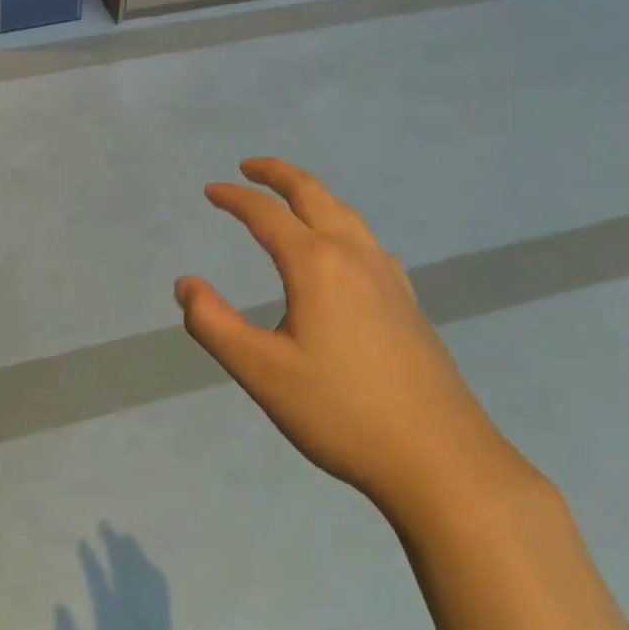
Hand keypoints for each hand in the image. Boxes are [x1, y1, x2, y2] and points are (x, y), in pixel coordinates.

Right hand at [55, 524, 205, 629]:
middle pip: (121, 565)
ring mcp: (149, 612)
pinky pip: (159, 587)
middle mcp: (130, 606)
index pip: (97, 578)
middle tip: (104, 523)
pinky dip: (152, 571)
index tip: (82, 541)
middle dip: (112, 542)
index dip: (89, 559)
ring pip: (141, 571)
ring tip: (126, 537)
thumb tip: (58, 606)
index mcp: (110, 616)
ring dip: (133, 551)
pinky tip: (150, 566)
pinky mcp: (164, 621)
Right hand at [174, 159, 519, 516]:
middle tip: (249, 166)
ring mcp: (388, 278)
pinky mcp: (408, 302)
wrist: (443, 462)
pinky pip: (367, 241)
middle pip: (313, 194)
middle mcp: (353, 256)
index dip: (235, 198)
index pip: (266, 214)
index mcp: (316, 265)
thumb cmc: (342, 413)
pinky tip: (343, 251)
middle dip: (278, 174)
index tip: (210, 190)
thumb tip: (185, 284)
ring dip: (312, 194)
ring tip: (290, 198)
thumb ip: (214, 324)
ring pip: (345, 214)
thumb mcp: (261, 373)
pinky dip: (341, 223)